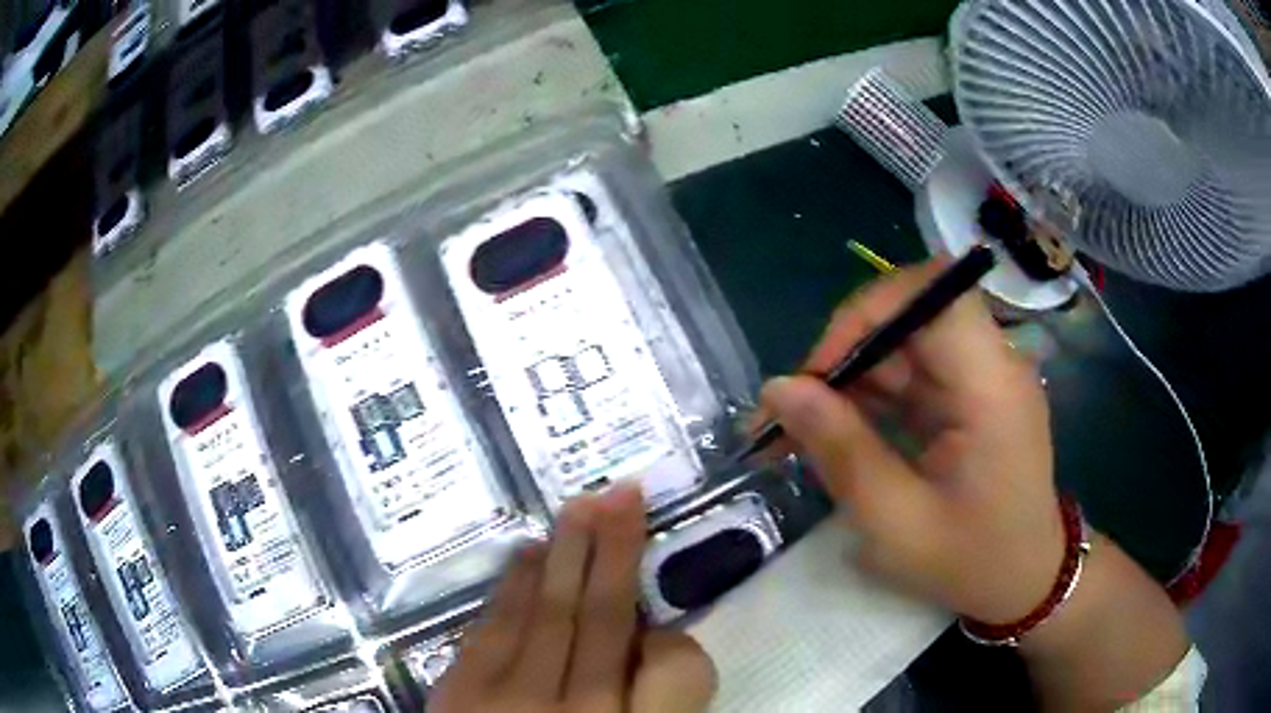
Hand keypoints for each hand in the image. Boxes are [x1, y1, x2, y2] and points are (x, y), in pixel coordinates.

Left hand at [430, 485, 716, 712]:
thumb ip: (657, 706)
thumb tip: (651, 647)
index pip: (671, 665)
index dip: (673, 630)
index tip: (653, 576)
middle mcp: (569, 710)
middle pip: (597, 621)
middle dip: (612, 552)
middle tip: (621, 491)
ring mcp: (503, 698)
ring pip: (541, 612)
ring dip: (562, 556)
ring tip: (579, 509)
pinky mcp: (456, 693)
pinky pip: (490, 628)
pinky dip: (509, 588)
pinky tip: (523, 557)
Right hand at [759, 259, 1064, 624]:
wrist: (1025, 582)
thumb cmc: (970, 563)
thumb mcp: (896, 523)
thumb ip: (841, 451)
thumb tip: (778, 389)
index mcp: (991, 386)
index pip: (932, 294)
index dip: (868, 312)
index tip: (819, 371)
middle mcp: (992, 365)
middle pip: (910, 315)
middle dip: (845, 353)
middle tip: (792, 411)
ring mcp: (981, 379)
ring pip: (902, 344)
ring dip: (849, 378)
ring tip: (797, 430)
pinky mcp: (969, 396)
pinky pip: (911, 374)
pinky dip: (868, 397)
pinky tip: (836, 433)